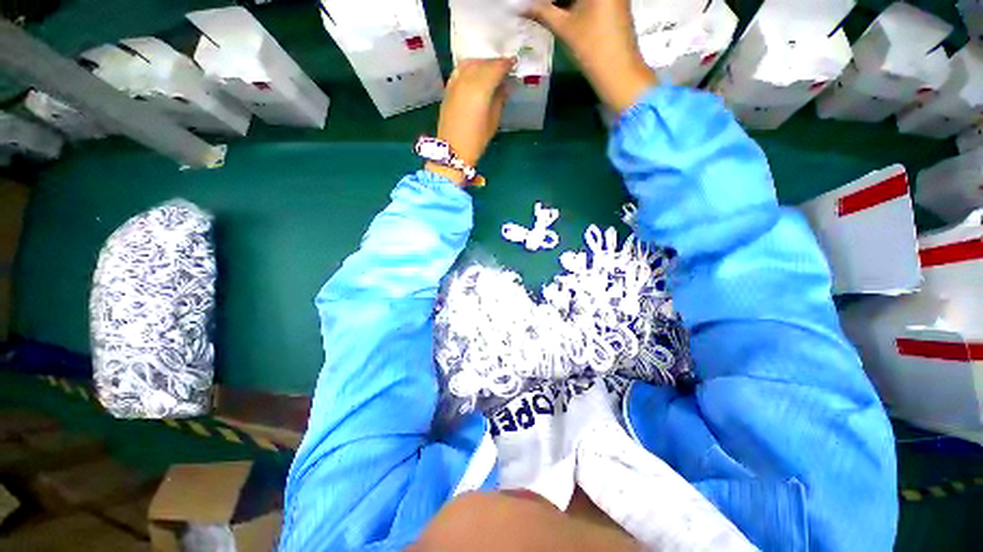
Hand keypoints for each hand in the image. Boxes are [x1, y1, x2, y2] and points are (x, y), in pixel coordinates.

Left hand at [427, 58, 513, 184]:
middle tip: (505, 67)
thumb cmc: (477, 140)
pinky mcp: (448, 88)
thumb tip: (505, 85)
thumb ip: (500, 99)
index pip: (496, 68)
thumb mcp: (493, 121)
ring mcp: (455, 82)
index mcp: (481, 88)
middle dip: (495, 63)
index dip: (506, 64)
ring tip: (490, 69)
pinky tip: (475, 73)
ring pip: (470, 63)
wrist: (453, 150)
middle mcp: (467, 79)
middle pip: (483, 63)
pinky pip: (460, 70)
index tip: (514, 63)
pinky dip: (470, 67)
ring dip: (482, 63)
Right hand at [528, 0, 656, 112]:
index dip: (547, 0)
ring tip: (546, 12)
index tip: (535, 5)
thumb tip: (520, 7)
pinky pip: (590, 1)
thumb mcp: (564, 28)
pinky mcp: (614, 4)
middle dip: (552, 1)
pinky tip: (560, 13)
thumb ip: (541, 12)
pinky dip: (575, 4)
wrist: (618, 70)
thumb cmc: (592, 46)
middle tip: (538, 8)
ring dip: (563, 2)